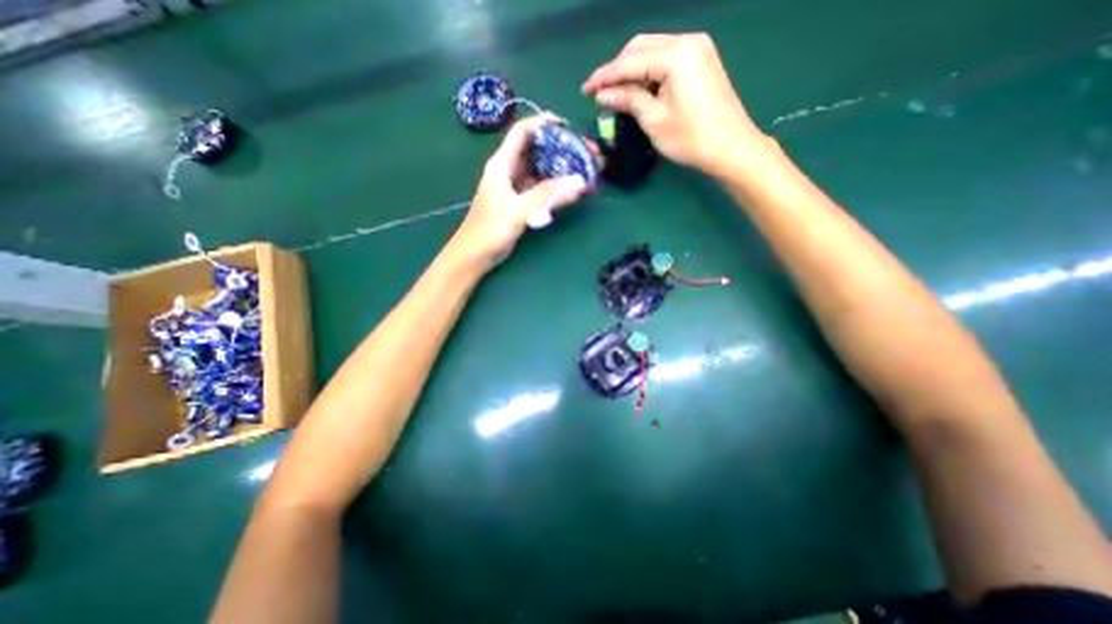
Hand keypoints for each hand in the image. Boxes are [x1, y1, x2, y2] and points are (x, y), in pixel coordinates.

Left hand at [449, 115, 590, 267]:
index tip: (569, 128)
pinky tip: (574, 192)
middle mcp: (510, 172)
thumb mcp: (518, 210)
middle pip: (538, 151)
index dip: (544, 124)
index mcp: (502, 164)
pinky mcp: (522, 204)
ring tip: (587, 171)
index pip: (522, 132)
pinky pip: (543, 191)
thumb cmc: (489, 230)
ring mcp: (517, 189)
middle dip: (562, 149)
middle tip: (588, 153)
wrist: (475, 256)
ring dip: (563, 170)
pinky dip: (558, 190)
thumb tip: (579, 181)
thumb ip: (547, 195)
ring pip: (543, 172)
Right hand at [584, 31, 774, 174]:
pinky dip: (648, 71)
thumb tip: (603, 95)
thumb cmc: (691, 138)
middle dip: (617, 69)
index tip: (585, 90)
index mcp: (675, 55)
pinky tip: (638, 87)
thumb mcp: (654, 121)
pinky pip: (666, 58)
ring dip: (631, 69)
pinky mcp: (701, 60)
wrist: (731, 148)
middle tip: (599, 91)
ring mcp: (698, 48)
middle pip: (641, 47)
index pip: (630, 61)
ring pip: (653, 50)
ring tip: (615, 92)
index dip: (604, 76)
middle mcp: (687, 41)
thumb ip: (628, 101)